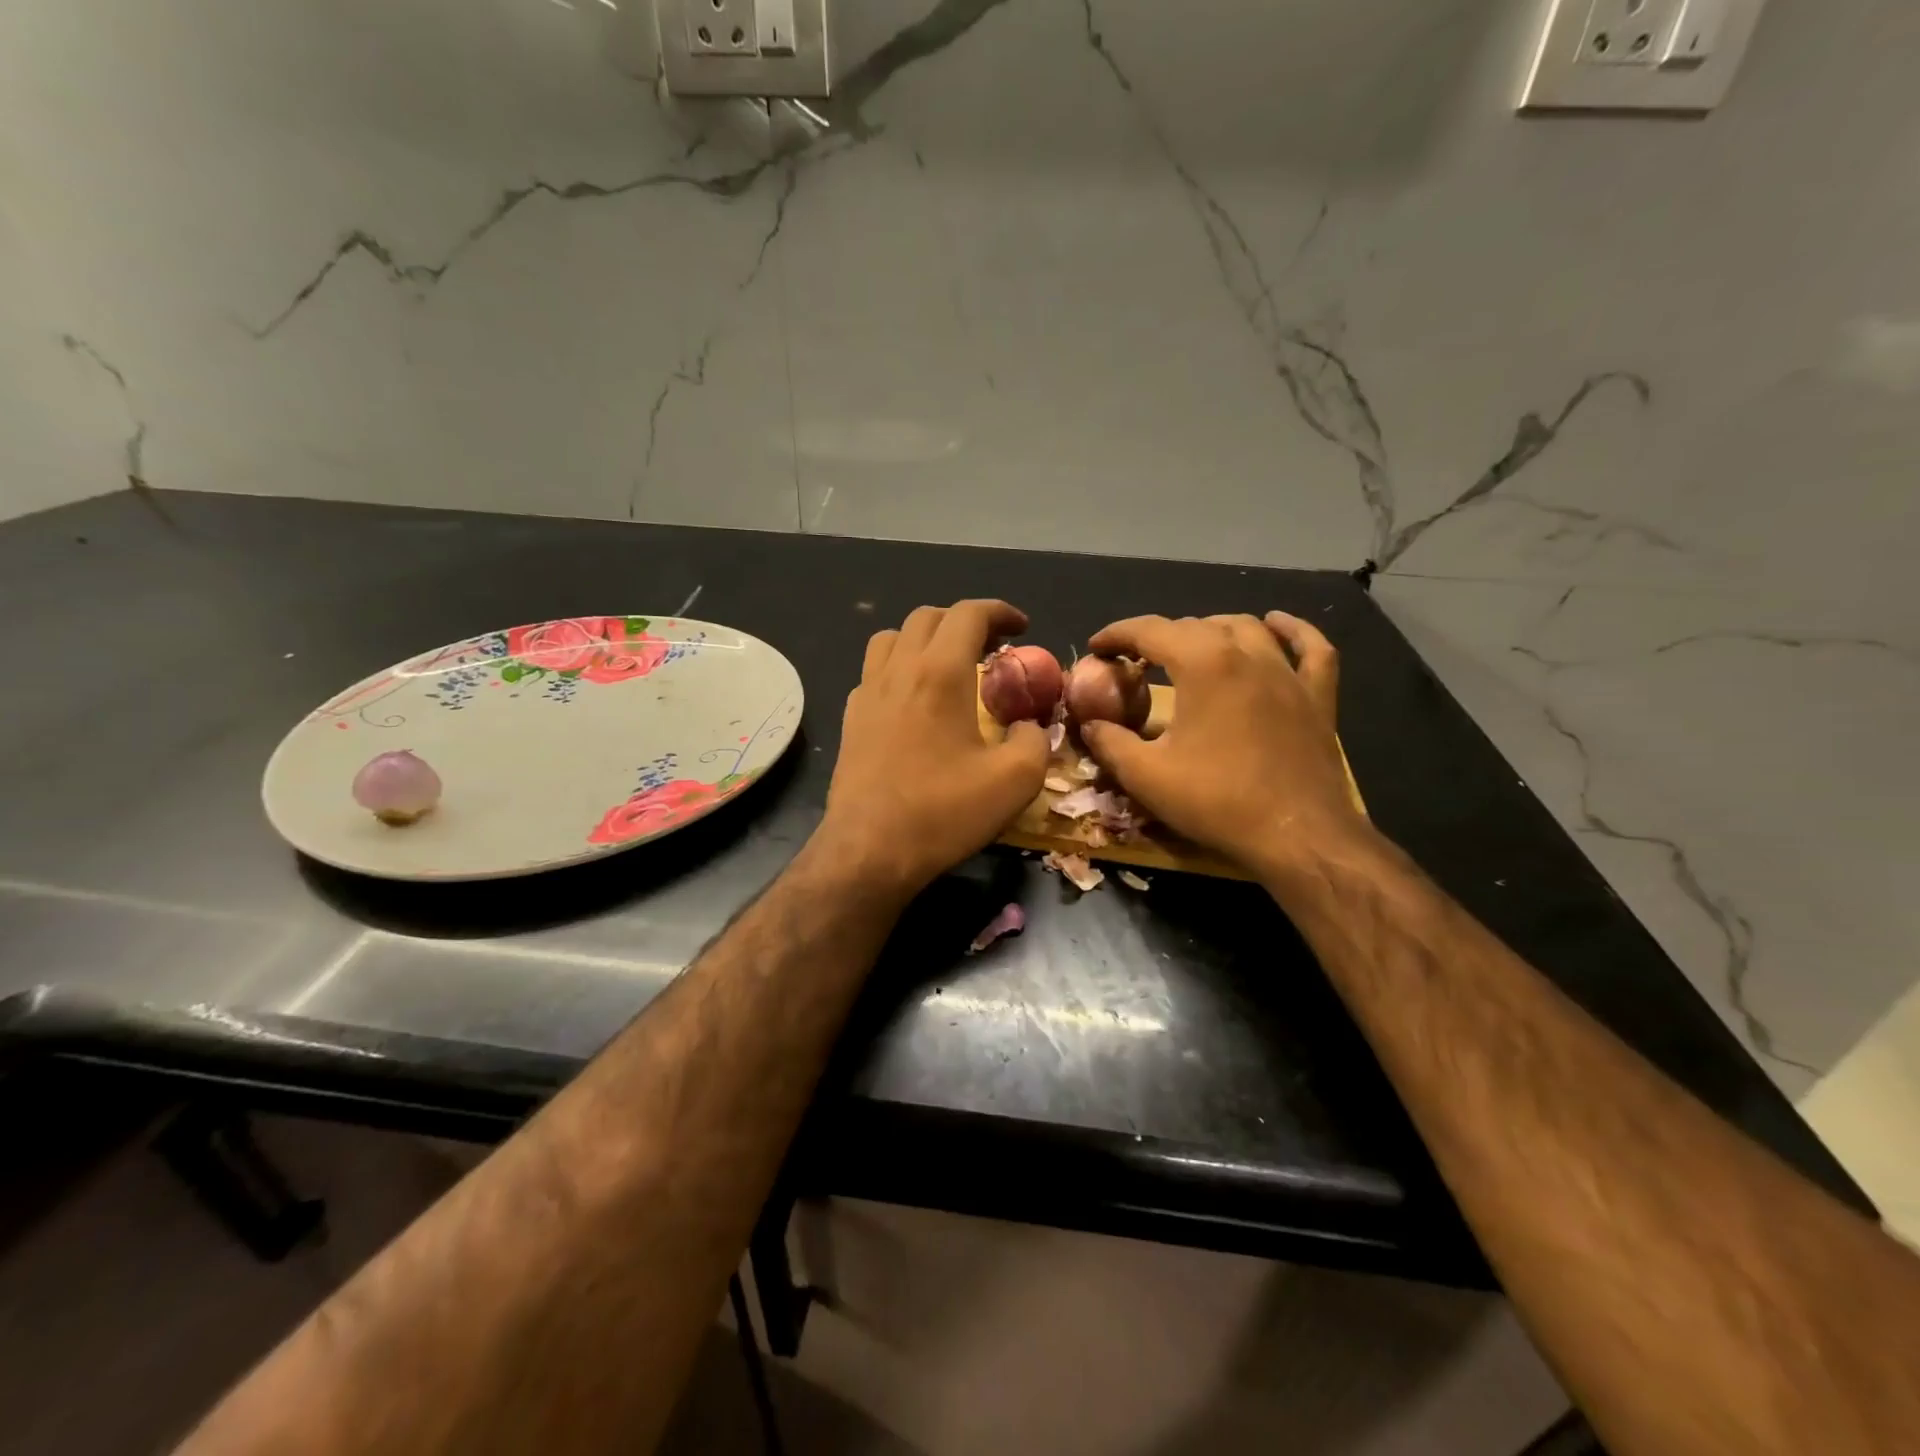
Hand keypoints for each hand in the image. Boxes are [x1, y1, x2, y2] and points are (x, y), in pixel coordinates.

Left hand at [817, 600, 1049, 898]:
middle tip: (992, 647)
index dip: (1000, 611)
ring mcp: (867, 693)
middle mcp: (899, 670)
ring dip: (925, 638)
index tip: (1022, 628)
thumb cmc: (943, 812)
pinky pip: (874, 672)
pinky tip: (913, 700)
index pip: (969, 614)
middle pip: (928, 617)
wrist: (870, 850)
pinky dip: (898, 668)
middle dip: (965, 621)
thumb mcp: (1015, 781)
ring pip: (892, 638)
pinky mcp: (851, 719)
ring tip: (948, 664)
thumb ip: (1034, 740)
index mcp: (940, 673)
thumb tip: (1029, 725)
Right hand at [1079, 612, 1373, 880]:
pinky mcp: (1317, 697)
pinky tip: (1276, 624)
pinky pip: (1311, 648)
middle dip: (1158, 637)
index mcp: (1203, 664)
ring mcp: (1288, 673)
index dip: (1117, 634)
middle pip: (1196, 626)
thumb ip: (1109, 743)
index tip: (1096, 648)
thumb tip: (1090, 725)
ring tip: (1190, 645)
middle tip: (1135, 662)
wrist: (1297, 836)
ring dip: (1211, 629)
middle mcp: (1248, 654)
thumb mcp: (1145, 776)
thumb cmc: (1217, 801)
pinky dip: (1292, 631)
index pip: (1151, 630)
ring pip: (1247, 628)